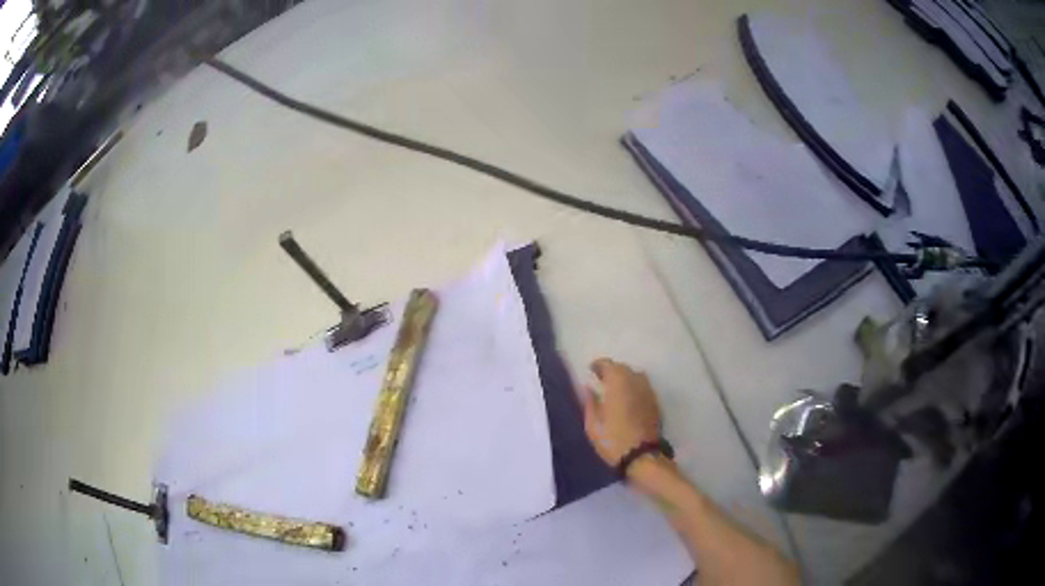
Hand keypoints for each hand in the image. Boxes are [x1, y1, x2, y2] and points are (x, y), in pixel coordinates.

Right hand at [581, 358, 663, 467]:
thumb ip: (590, 402)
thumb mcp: (593, 424)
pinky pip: (643, 387)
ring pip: (636, 376)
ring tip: (615, 388)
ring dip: (625, 377)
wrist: (642, 456)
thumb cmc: (613, 439)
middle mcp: (635, 382)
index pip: (608, 365)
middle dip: (611, 370)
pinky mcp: (655, 403)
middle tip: (601, 379)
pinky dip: (634, 387)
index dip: (598, 365)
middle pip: (623, 368)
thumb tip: (588, 387)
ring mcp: (648, 392)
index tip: (590, 370)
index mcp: (618, 383)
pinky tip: (628, 398)